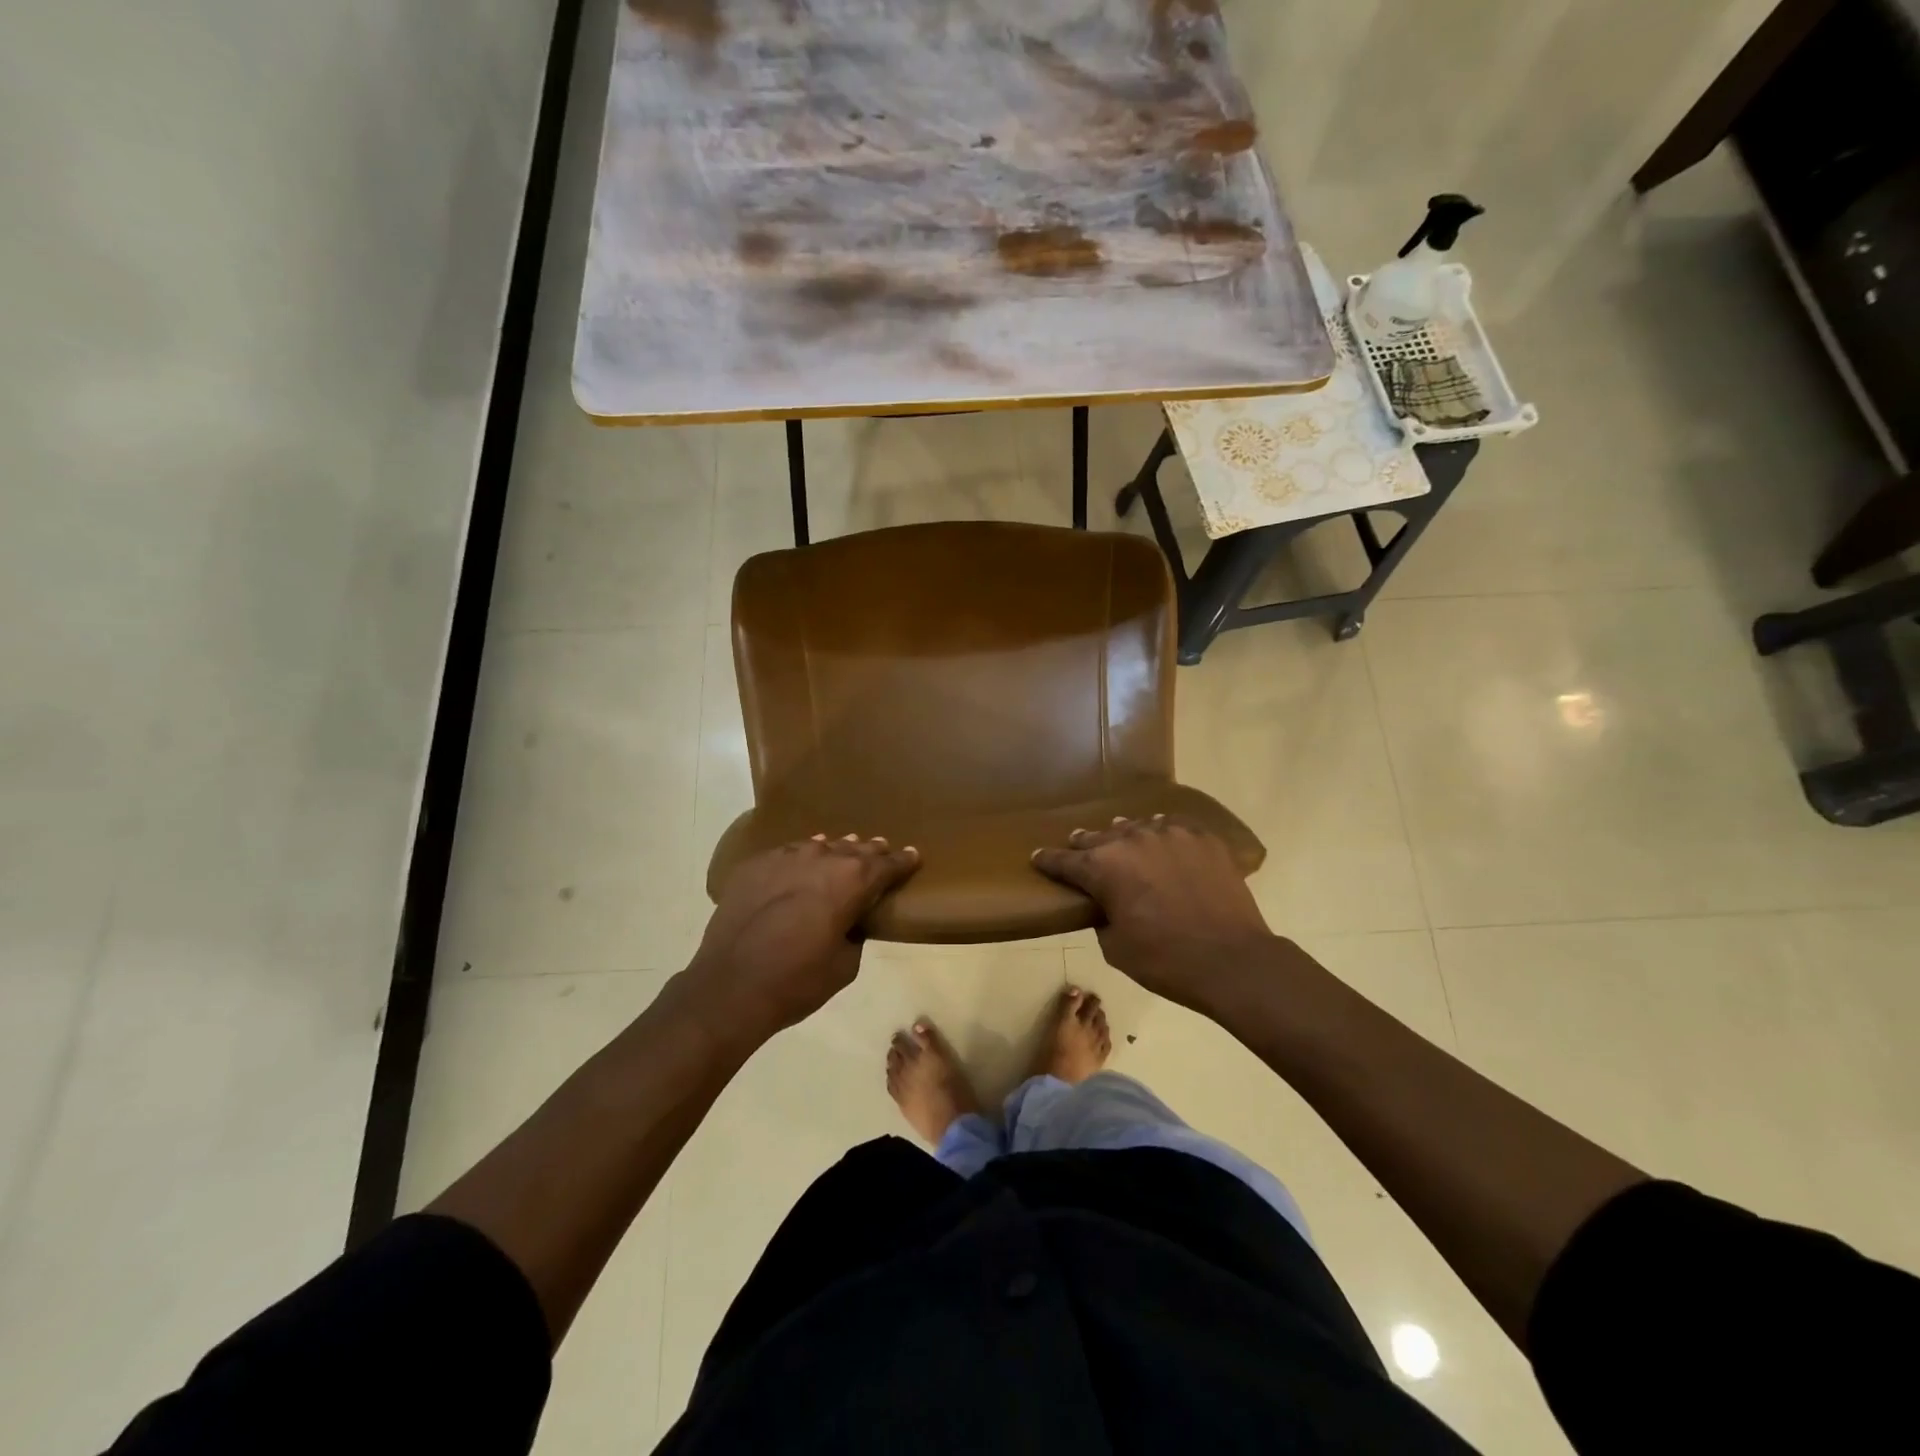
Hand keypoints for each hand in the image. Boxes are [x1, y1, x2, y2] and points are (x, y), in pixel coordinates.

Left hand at [685, 834, 919, 1044]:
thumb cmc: (797, 981)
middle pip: (854, 849)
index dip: (903, 861)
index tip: (914, 855)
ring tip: (843, 851)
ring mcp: (784, 858)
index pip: (886, 865)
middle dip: (870, 851)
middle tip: (881, 849)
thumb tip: (849, 922)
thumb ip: (855, 934)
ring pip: (820, 846)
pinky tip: (801, 864)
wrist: (730, 987)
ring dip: (835, 851)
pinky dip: (801, 858)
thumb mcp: (845, 965)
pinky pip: (787, 854)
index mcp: (851, 881)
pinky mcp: (755, 866)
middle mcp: (821, 858)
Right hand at [1033, 816, 1276, 1013]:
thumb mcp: (1115, 948)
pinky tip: (1162, 839)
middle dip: (1085, 844)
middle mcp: (1132, 840)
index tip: (1038, 856)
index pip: (1065, 861)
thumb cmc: (1166, 961)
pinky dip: (1162, 834)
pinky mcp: (1202, 837)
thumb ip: (1102, 917)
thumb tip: (1107, 904)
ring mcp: (1170, 834)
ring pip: (1137, 827)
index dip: (1048, 860)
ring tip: (1121, 840)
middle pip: (1099, 837)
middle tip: (1078, 845)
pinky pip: (1173, 827)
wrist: (1232, 961)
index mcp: (1103, 867)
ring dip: (1124, 836)